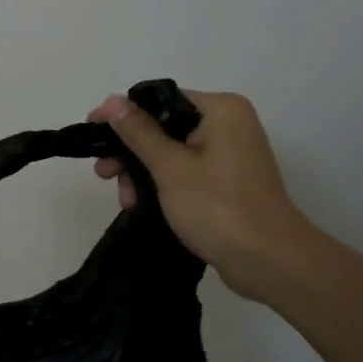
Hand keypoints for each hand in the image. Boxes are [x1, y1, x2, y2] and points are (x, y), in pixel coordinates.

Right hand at [88, 90, 312, 298]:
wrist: (270, 262)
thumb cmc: (218, 207)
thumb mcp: (169, 167)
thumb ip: (138, 132)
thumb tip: (111, 101)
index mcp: (221, 109)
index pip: (160, 99)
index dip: (123, 115)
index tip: (92, 132)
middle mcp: (229, 124)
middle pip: (164, 126)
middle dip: (131, 152)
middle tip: (104, 174)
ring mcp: (231, 154)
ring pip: (172, 152)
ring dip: (143, 173)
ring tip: (124, 200)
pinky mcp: (229, 182)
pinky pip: (186, 171)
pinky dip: (162, 184)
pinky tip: (140, 205)